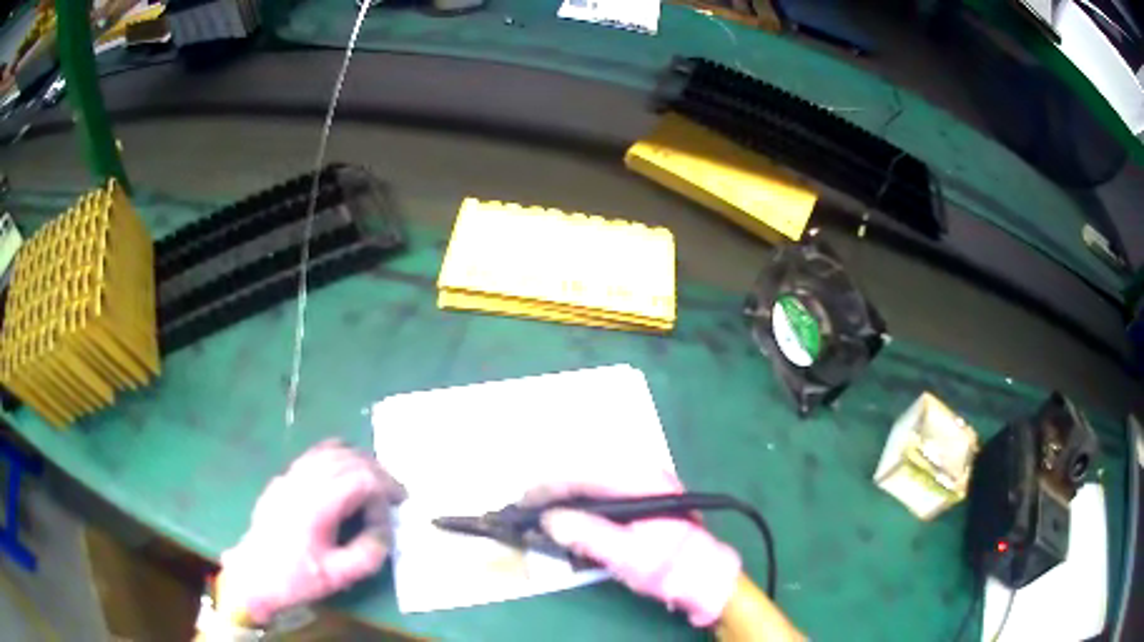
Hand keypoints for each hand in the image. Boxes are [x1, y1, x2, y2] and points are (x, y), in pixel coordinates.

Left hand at [219, 440, 406, 623]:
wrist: (254, 575)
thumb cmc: (296, 578)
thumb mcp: (339, 576)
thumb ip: (369, 553)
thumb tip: (384, 529)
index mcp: (316, 505)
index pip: (359, 478)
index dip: (385, 488)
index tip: (399, 505)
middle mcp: (302, 482)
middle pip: (347, 457)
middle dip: (376, 470)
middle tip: (394, 492)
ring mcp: (289, 477)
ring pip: (329, 450)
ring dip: (357, 460)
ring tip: (373, 482)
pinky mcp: (283, 479)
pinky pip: (314, 456)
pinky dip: (336, 458)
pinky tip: (344, 478)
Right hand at [526, 471, 740, 627]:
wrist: (705, 575)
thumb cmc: (669, 566)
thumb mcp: (627, 555)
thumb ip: (588, 535)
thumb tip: (550, 519)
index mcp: (641, 482)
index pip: (584, 474)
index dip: (550, 487)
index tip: (524, 501)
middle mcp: (643, 473)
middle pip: (586, 470)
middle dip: (554, 487)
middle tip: (528, 506)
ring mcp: (645, 483)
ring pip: (593, 478)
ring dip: (565, 492)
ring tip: (542, 508)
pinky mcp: (643, 495)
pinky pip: (603, 488)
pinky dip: (580, 498)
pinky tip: (570, 511)